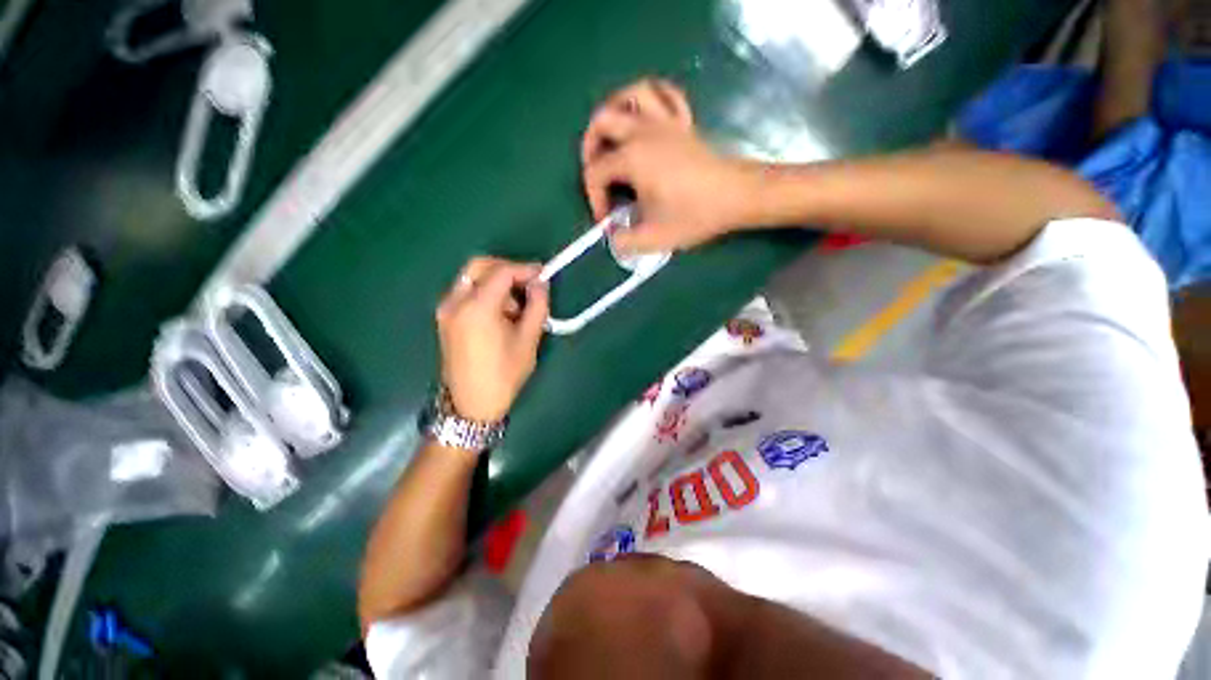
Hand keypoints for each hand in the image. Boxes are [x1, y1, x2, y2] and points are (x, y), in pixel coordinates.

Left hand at [436, 257, 548, 422]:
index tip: (544, 275)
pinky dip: (485, 293)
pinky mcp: (445, 318)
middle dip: (507, 270)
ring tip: (517, 307)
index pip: (501, 272)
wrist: (471, 405)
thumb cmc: (504, 374)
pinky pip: (466, 292)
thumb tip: (541, 283)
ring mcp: (446, 310)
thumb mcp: (528, 340)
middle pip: (479, 266)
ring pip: (472, 278)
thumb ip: (537, 306)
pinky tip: (500, 314)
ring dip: (496, 283)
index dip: (525, 269)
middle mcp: (455, 302)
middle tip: (529, 285)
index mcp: (477, 307)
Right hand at [581, 78, 759, 252]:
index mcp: (632, 158)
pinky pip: (664, 95)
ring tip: (614, 136)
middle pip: (602, 120)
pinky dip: (650, 99)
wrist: (737, 196)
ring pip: (632, 95)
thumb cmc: (695, 214)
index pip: (596, 173)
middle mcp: (643, 132)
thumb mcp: (654, 238)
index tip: (607, 221)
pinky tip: (647, 117)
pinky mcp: (684, 123)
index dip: (594, 199)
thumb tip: (614, 236)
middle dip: (590, 146)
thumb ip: (625, 241)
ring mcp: (665, 122)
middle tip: (595, 171)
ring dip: (616, 110)